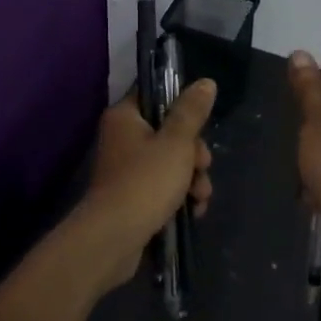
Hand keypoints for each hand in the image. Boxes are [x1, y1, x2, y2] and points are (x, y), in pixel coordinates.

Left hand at [76, 81, 216, 293]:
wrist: (114, 239)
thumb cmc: (145, 182)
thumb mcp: (176, 143)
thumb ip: (192, 112)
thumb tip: (206, 82)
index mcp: (125, 117)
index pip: (157, 97)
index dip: (184, 110)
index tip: (200, 127)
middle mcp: (122, 138)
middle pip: (169, 133)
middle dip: (194, 154)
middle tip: (202, 167)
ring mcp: (126, 170)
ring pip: (171, 163)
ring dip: (192, 178)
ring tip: (200, 197)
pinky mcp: (132, 197)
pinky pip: (163, 187)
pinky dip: (179, 196)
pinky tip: (194, 210)